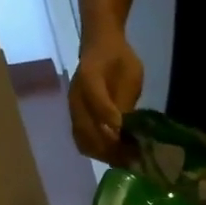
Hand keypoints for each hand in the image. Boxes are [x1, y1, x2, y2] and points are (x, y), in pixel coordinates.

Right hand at [69, 35, 144, 164]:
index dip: (110, 120)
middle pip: (87, 130)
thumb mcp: (131, 74)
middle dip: (110, 147)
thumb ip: (126, 101)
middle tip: (131, 157)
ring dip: (103, 154)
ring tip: (123, 159)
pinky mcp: (75, 117)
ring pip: (83, 140)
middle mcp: (76, 96)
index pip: (97, 103)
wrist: (100, 45)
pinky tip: (114, 155)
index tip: (125, 134)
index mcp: (90, 77)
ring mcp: (73, 108)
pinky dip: (97, 152)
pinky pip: (81, 140)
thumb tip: (126, 130)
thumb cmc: (120, 59)